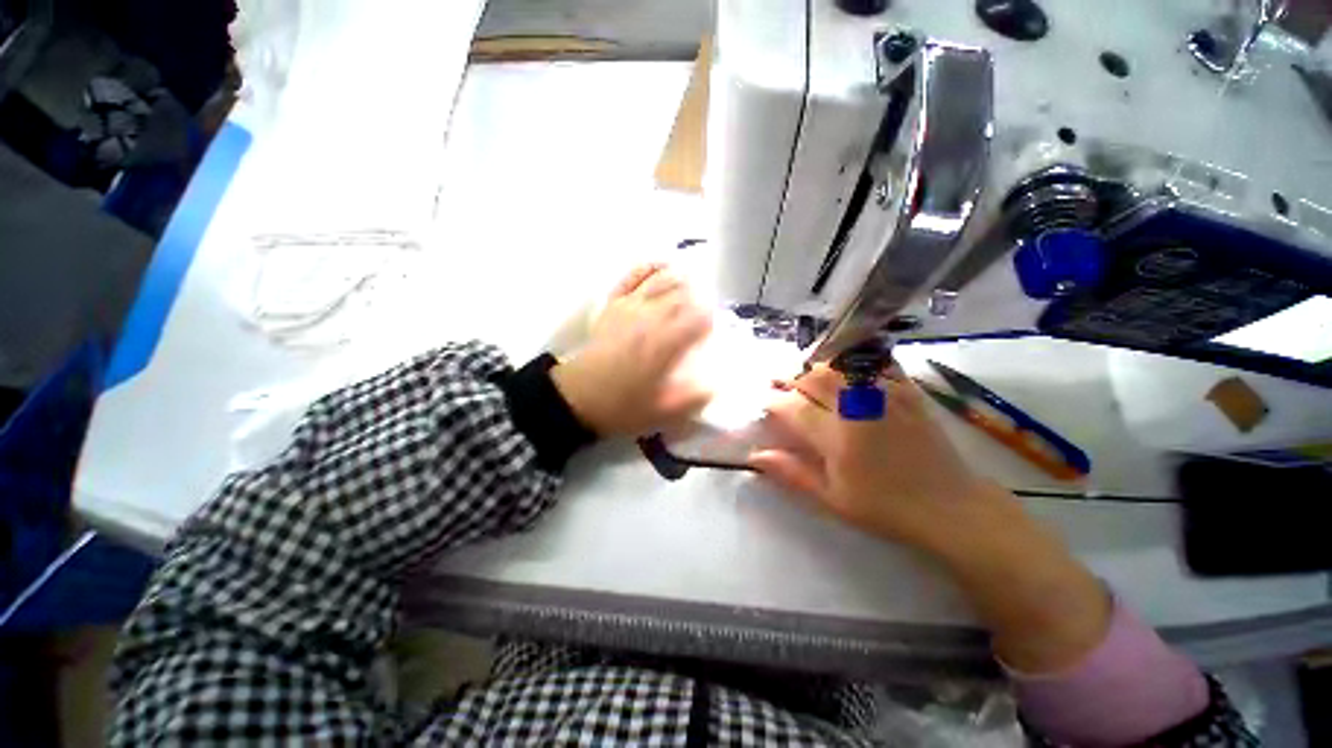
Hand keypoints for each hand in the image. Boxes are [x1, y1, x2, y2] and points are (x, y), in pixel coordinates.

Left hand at [551, 264, 712, 437]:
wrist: (580, 398)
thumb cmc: (625, 405)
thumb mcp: (667, 411)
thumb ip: (698, 394)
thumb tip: (720, 377)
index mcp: (665, 341)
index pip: (700, 314)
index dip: (713, 320)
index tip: (713, 333)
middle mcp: (650, 315)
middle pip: (685, 291)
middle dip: (703, 298)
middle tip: (706, 313)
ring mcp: (630, 304)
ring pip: (664, 277)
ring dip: (684, 279)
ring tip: (695, 287)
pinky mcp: (614, 303)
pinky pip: (635, 274)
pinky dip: (653, 266)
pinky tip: (665, 267)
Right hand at [750, 364, 1110, 672]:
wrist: (951, 507)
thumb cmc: (886, 508)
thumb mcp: (833, 499)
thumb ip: (792, 473)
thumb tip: (755, 455)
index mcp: (837, 436)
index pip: (793, 407)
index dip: (773, 401)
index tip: (764, 401)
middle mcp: (858, 408)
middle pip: (813, 377)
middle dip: (789, 377)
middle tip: (777, 382)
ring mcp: (885, 395)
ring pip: (839, 366)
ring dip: (815, 366)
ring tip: (804, 374)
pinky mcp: (906, 391)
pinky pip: (875, 363)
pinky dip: (854, 360)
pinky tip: (844, 365)